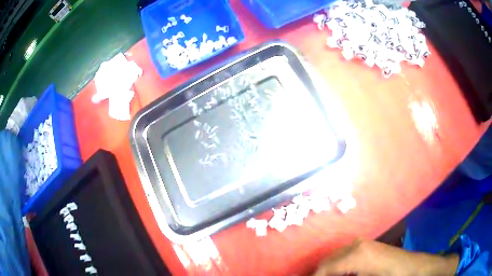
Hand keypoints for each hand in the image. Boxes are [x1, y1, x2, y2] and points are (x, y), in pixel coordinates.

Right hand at [312, 238, 458, 275]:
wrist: (414, 268)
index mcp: (357, 255)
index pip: (325, 268)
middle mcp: (357, 245)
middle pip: (327, 260)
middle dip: (320, 274)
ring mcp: (362, 243)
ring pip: (335, 257)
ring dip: (329, 270)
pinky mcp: (366, 245)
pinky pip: (344, 255)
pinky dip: (338, 266)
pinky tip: (341, 275)